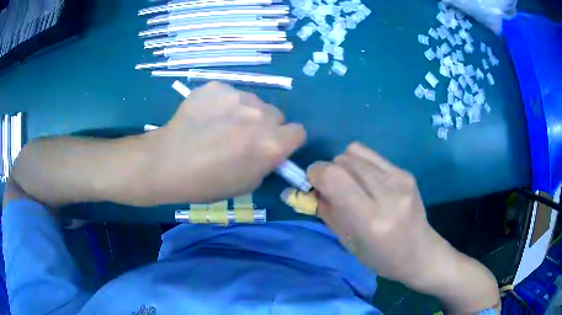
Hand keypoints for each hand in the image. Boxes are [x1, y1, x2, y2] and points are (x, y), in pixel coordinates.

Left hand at [144, 82, 304, 203]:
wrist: (167, 163)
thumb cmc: (207, 182)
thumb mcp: (247, 183)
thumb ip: (267, 162)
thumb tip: (271, 148)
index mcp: (271, 143)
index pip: (299, 131)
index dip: (286, 140)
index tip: (273, 145)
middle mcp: (260, 115)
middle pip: (277, 114)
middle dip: (266, 126)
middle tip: (242, 137)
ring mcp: (238, 96)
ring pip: (254, 102)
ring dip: (245, 113)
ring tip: (219, 126)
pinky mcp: (217, 86)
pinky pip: (231, 94)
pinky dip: (223, 103)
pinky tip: (206, 116)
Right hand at [308, 143, 499, 312]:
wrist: (421, 252)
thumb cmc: (381, 257)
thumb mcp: (347, 242)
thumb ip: (326, 210)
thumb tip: (310, 187)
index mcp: (371, 219)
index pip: (334, 177)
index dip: (316, 174)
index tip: (313, 185)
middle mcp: (388, 193)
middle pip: (343, 160)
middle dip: (329, 170)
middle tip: (333, 189)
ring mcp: (400, 179)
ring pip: (355, 151)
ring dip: (344, 165)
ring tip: (352, 185)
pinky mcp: (405, 172)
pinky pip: (370, 154)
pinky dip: (360, 164)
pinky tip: (367, 182)